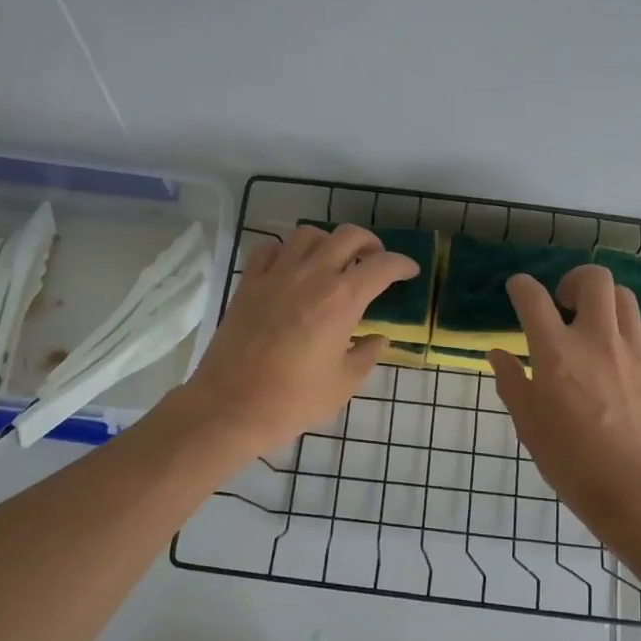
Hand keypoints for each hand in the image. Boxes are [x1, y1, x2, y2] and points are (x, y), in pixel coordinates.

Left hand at [184, 224, 418, 456]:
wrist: (231, 406)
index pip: (383, 266)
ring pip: (308, 234)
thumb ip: (366, 355)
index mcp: (342, 299)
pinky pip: (270, 248)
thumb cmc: (293, 400)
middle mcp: (312, 275)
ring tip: (332, 261)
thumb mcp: (343, 384)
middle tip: (374, 261)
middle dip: (369, 243)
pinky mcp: (249, 283)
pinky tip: (291, 268)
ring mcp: (276, 274)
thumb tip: (377, 339)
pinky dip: (286, 251)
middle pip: (348, 236)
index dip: (402, 264)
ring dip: (328, 242)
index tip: (409, 272)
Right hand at [489, 265, 640, 532]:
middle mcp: (597, 338)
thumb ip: (512, 383)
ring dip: (605, 304)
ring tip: (598, 328)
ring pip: (625, 298)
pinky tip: (625, 353)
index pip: (533, 298)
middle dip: (575, 280)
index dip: (521, 286)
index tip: (518, 290)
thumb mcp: (528, 425)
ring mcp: (635, 348)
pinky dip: (632, 329)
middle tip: (566, 304)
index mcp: (556, 353)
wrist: (639, 490)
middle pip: (593, 279)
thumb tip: (499, 354)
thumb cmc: (572, 462)